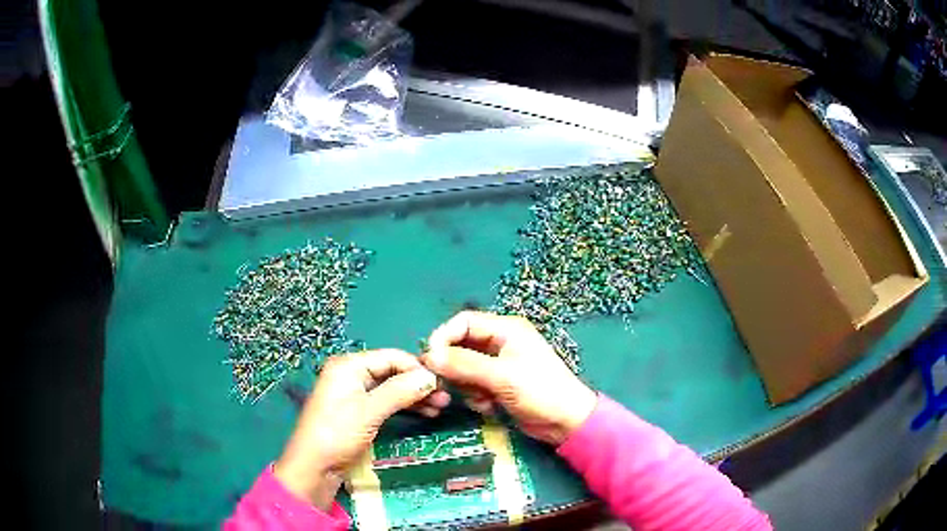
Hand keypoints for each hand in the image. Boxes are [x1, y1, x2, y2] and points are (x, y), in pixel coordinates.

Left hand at [274, 349, 446, 508]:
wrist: (314, 467)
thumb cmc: (337, 434)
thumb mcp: (369, 411)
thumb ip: (400, 391)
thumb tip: (432, 377)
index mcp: (349, 365)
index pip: (391, 357)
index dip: (417, 368)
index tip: (443, 382)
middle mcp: (351, 374)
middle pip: (392, 372)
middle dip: (418, 384)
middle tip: (445, 398)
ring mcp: (355, 394)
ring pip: (392, 389)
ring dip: (415, 397)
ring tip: (440, 408)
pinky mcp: (359, 412)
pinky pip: (386, 403)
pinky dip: (405, 407)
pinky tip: (425, 414)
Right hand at [421, 311, 597, 445]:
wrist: (565, 423)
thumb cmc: (540, 392)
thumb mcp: (502, 376)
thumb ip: (465, 364)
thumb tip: (429, 357)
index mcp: (505, 329)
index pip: (463, 322)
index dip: (443, 337)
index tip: (430, 360)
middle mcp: (500, 342)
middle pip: (460, 346)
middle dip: (455, 369)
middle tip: (450, 387)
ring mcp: (498, 365)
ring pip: (463, 369)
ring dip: (467, 386)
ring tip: (483, 399)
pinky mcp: (497, 384)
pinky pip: (473, 385)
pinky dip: (476, 397)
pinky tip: (490, 407)